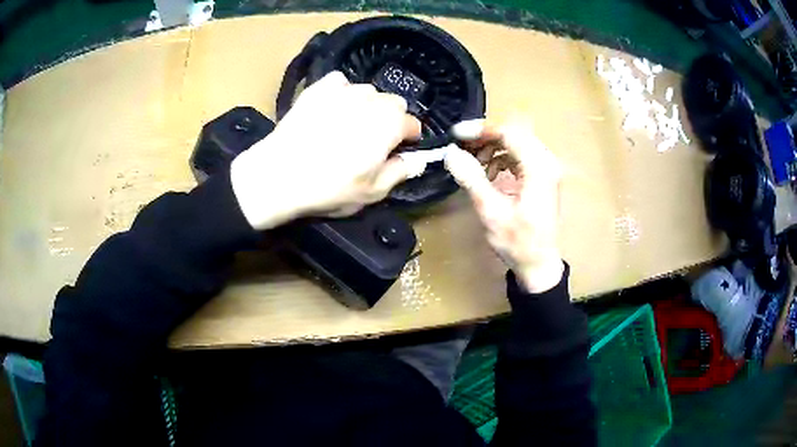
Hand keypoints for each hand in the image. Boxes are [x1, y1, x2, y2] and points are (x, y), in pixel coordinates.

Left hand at [230, 71, 421, 229]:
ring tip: (348, 124)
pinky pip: (340, 82)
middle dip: (390, 119)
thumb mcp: (372, 192)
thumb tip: (416, 162)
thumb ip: (400, 173)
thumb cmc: (329, 188)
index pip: (413, 124)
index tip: (397, 152)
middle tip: (372, 140)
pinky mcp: (318, 87)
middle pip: (394, 103)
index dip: (408, 140)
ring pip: (368, 91)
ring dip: (366, 105)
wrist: (278, 175)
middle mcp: (372, 99)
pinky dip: (341, 92)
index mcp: (391, 124)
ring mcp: (344, 89)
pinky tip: (331, 108)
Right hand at [445, 120, 564, 292]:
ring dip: (494, 147)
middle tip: (462, 147)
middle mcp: (547, 162)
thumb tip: (451, 152)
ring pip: (518, 143)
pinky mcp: (544, 177)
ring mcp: (548, 169)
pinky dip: (503, 158)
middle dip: (485, 138)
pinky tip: (490, 173)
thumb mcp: (491, 211)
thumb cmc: (517, 242)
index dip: (480, 130)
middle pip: (514, 134)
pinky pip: (521, 156)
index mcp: (539, 168)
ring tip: (474, 162)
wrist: (539, 265)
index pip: (509, 133)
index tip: (456, 135)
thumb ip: (471, 178)